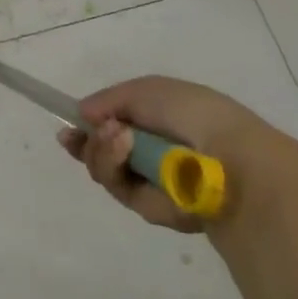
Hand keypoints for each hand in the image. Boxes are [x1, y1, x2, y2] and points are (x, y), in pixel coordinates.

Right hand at [58, 75, 281, 232]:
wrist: (228, 158)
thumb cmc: (192, 113)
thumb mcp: (146, 90)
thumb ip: (109, 100)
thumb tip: (82, 115)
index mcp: (158, 122)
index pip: (114, 126)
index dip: (89, 127)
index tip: (69, 127)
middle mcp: (152, 153)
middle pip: (102, 151)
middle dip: (88, 141)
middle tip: (79, 134)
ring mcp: (150, 182)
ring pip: (104, 169)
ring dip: (100, 150)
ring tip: (116, 136)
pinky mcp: (149, 208)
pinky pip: (117, 187)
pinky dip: (113, 166)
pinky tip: (123, 148)